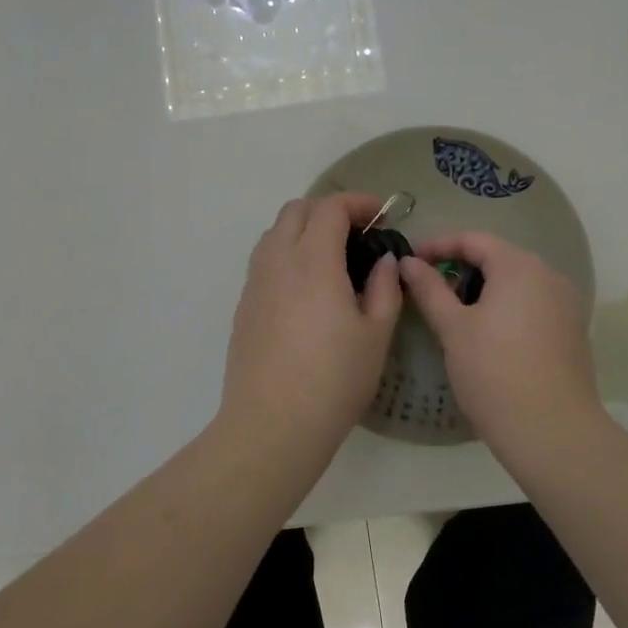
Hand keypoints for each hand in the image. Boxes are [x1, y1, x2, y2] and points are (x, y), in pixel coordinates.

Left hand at [220, 195, 403, 453]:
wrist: (272, 424)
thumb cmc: (334, 379)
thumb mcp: (376, 334)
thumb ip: (384, 288)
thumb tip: (384, 261)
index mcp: (313, 260)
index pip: (330, 207)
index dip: (357, 202)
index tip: (380, 215)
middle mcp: (278, 261)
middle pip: (296, 210)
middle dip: (327, 210)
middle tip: (356, 233)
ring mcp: (255, 283)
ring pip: (274, 232)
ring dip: (302, 229)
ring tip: (330, 257)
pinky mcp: (243, 305)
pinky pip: (264, 260)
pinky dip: (286, 254)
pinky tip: (305, 288)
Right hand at [398, 233, 604, 452]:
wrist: (552, 432)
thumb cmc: (494, 372)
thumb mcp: (452, 328)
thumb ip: (429, 289)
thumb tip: (408, 262)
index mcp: (519, 266)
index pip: (473, 239)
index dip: (438, 245)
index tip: (410, 261)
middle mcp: (548, 275)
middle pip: (497, 257)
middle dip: (460, 268)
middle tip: (429, 289)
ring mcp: (565, 303)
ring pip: (515, 282)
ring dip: (483, 288)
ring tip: (454, 313)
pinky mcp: (572, 330)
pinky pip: (532, 303)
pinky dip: (505, 307)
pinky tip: (487, 334)